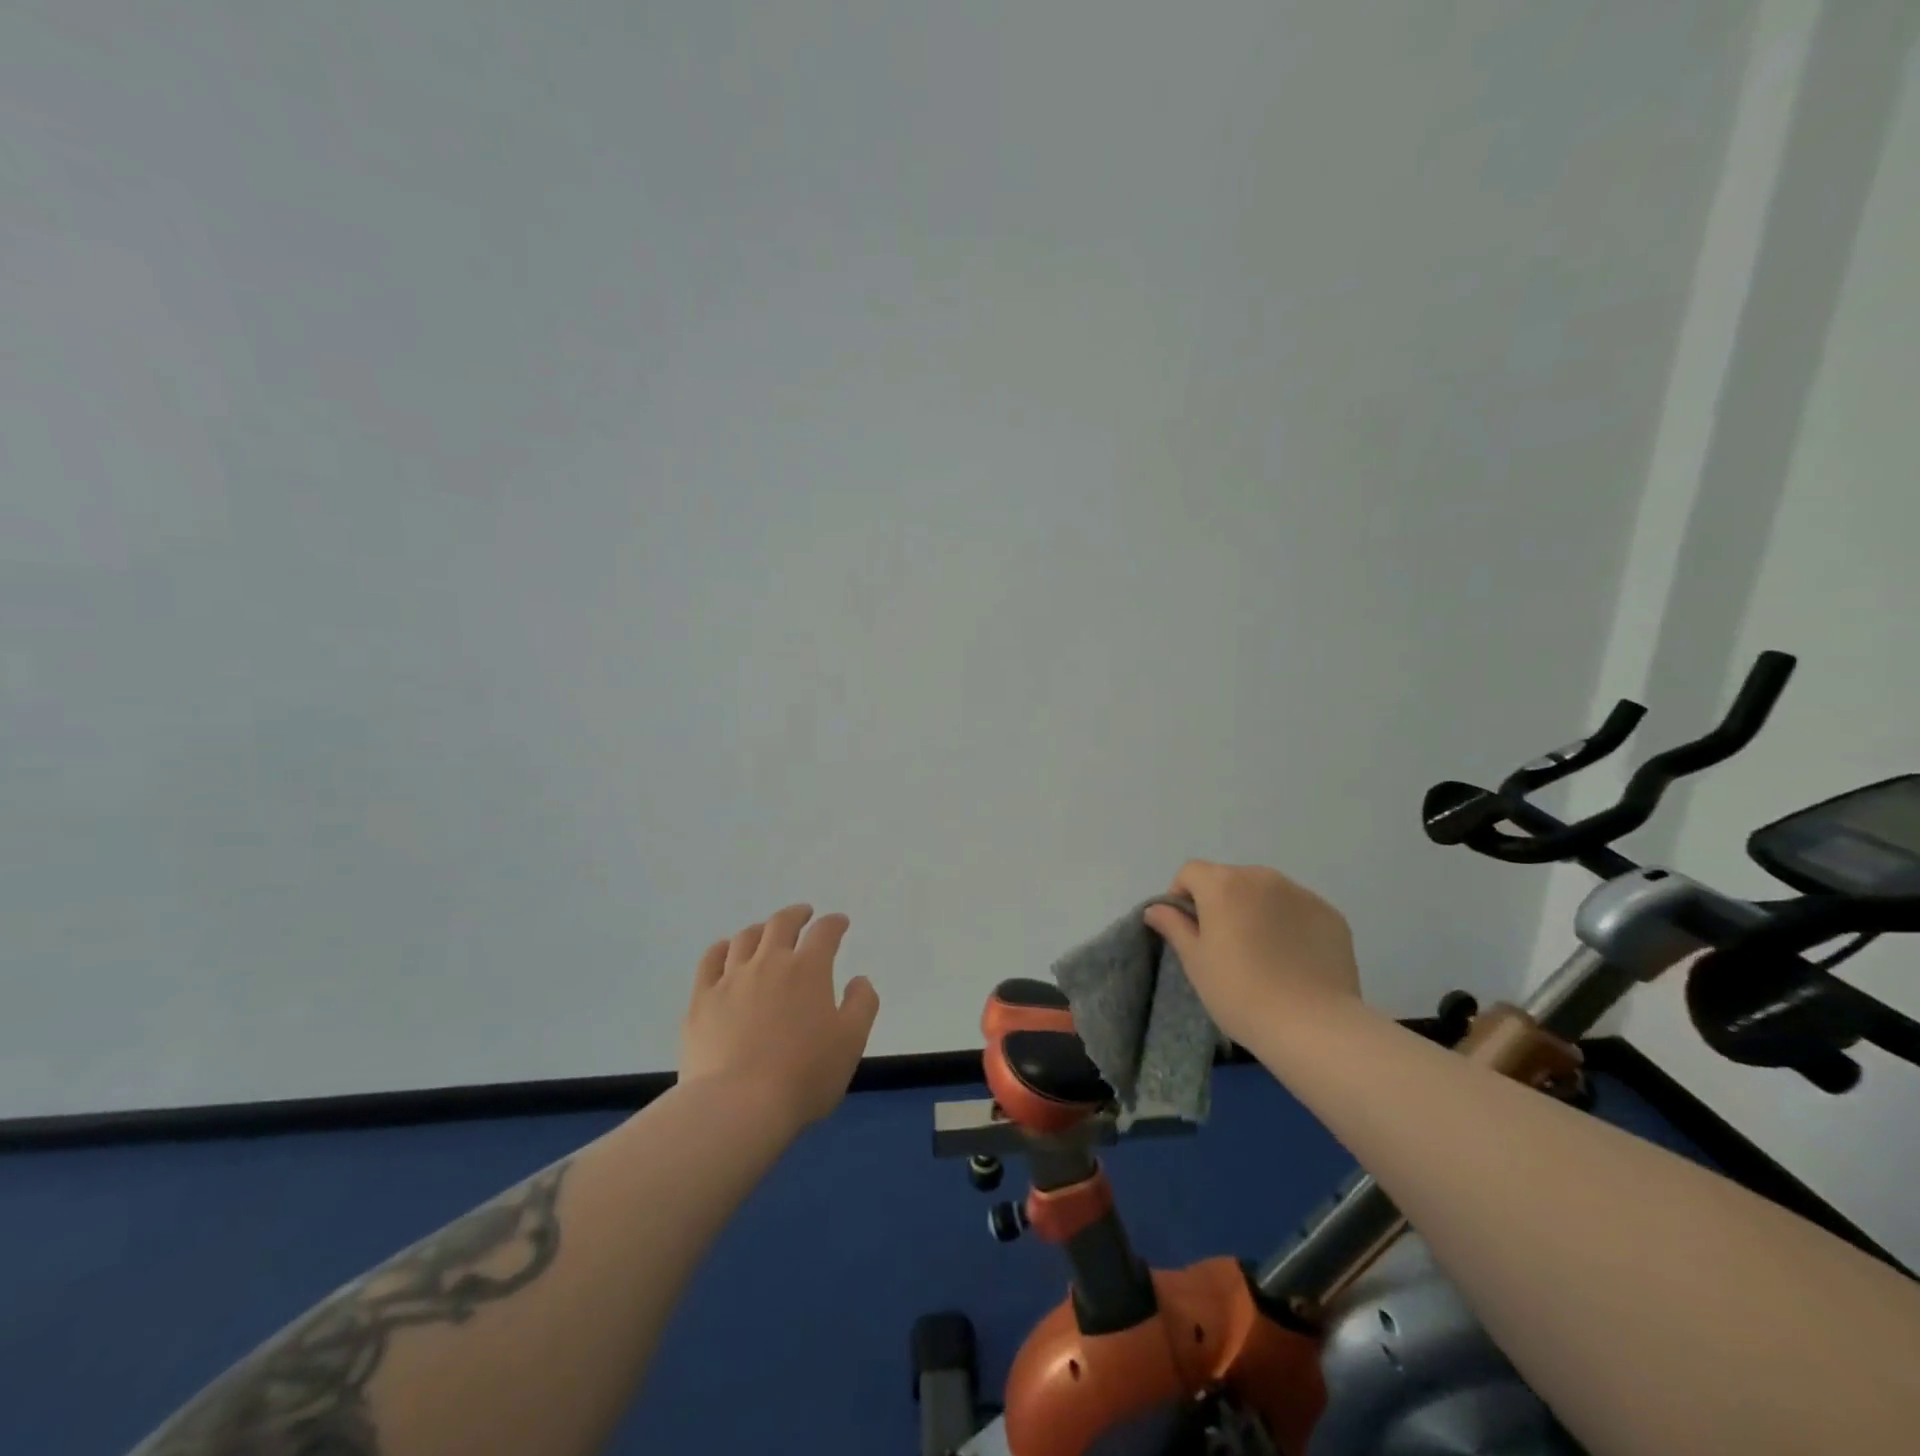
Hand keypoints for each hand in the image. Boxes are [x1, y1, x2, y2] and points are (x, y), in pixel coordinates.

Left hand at [680, 904, 879, 1127]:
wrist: (737, 1106)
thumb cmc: (803, 1075)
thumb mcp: (851, 1042)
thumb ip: (862, 1005)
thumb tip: (859, 979)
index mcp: (808, 969)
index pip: (825, 933)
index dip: (834, 923)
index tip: (840, 923)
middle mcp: (769, 963)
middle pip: (781, 924)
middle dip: (796, 915)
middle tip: (803, 914)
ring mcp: (731, 979)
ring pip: (745, 938)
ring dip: (760, 929)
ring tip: (766, 932)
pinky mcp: (702, 1000)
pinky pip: (710, 961)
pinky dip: (722, 948)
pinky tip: (725, 950)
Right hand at [1142, 862, 1360, 1049]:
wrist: (1312, 1025)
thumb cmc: (1239, 992)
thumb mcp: (1195, 961)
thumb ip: (1174, 926)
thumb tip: (1156, 908)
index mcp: (1223, 884)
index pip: (1191, 872)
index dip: (1182, 895)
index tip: (1187, 929)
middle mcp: (1262, 877)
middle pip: (1230, 879)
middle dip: (1222, 902)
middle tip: (1224, 944)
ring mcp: (1301, 893)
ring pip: (1266, 892)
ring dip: (1256, 910)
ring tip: (1262, 952)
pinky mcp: (1331, 914)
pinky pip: (1298, 909)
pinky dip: (1289, 923)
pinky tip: (1293, 959)